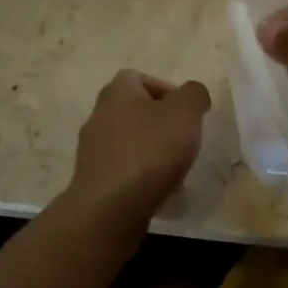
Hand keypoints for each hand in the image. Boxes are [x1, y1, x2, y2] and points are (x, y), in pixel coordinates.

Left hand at [69, 70, 210, 218]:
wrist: (110, 209)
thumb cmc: (150, 151)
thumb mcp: (185, 112)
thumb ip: (194, 94)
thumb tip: (193, 94)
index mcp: (117, 92)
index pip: (141, 78)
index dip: (167, 91)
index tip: (187, 113)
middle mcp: (99, 115)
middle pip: (136, 111)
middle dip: (163, 124)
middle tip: (184, 140)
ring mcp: (93, 150)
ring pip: (131, 142)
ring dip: (154, 152)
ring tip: (176, 170)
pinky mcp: (94, 180)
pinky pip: (125, 170)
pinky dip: (142, 176)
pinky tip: (160, 192)